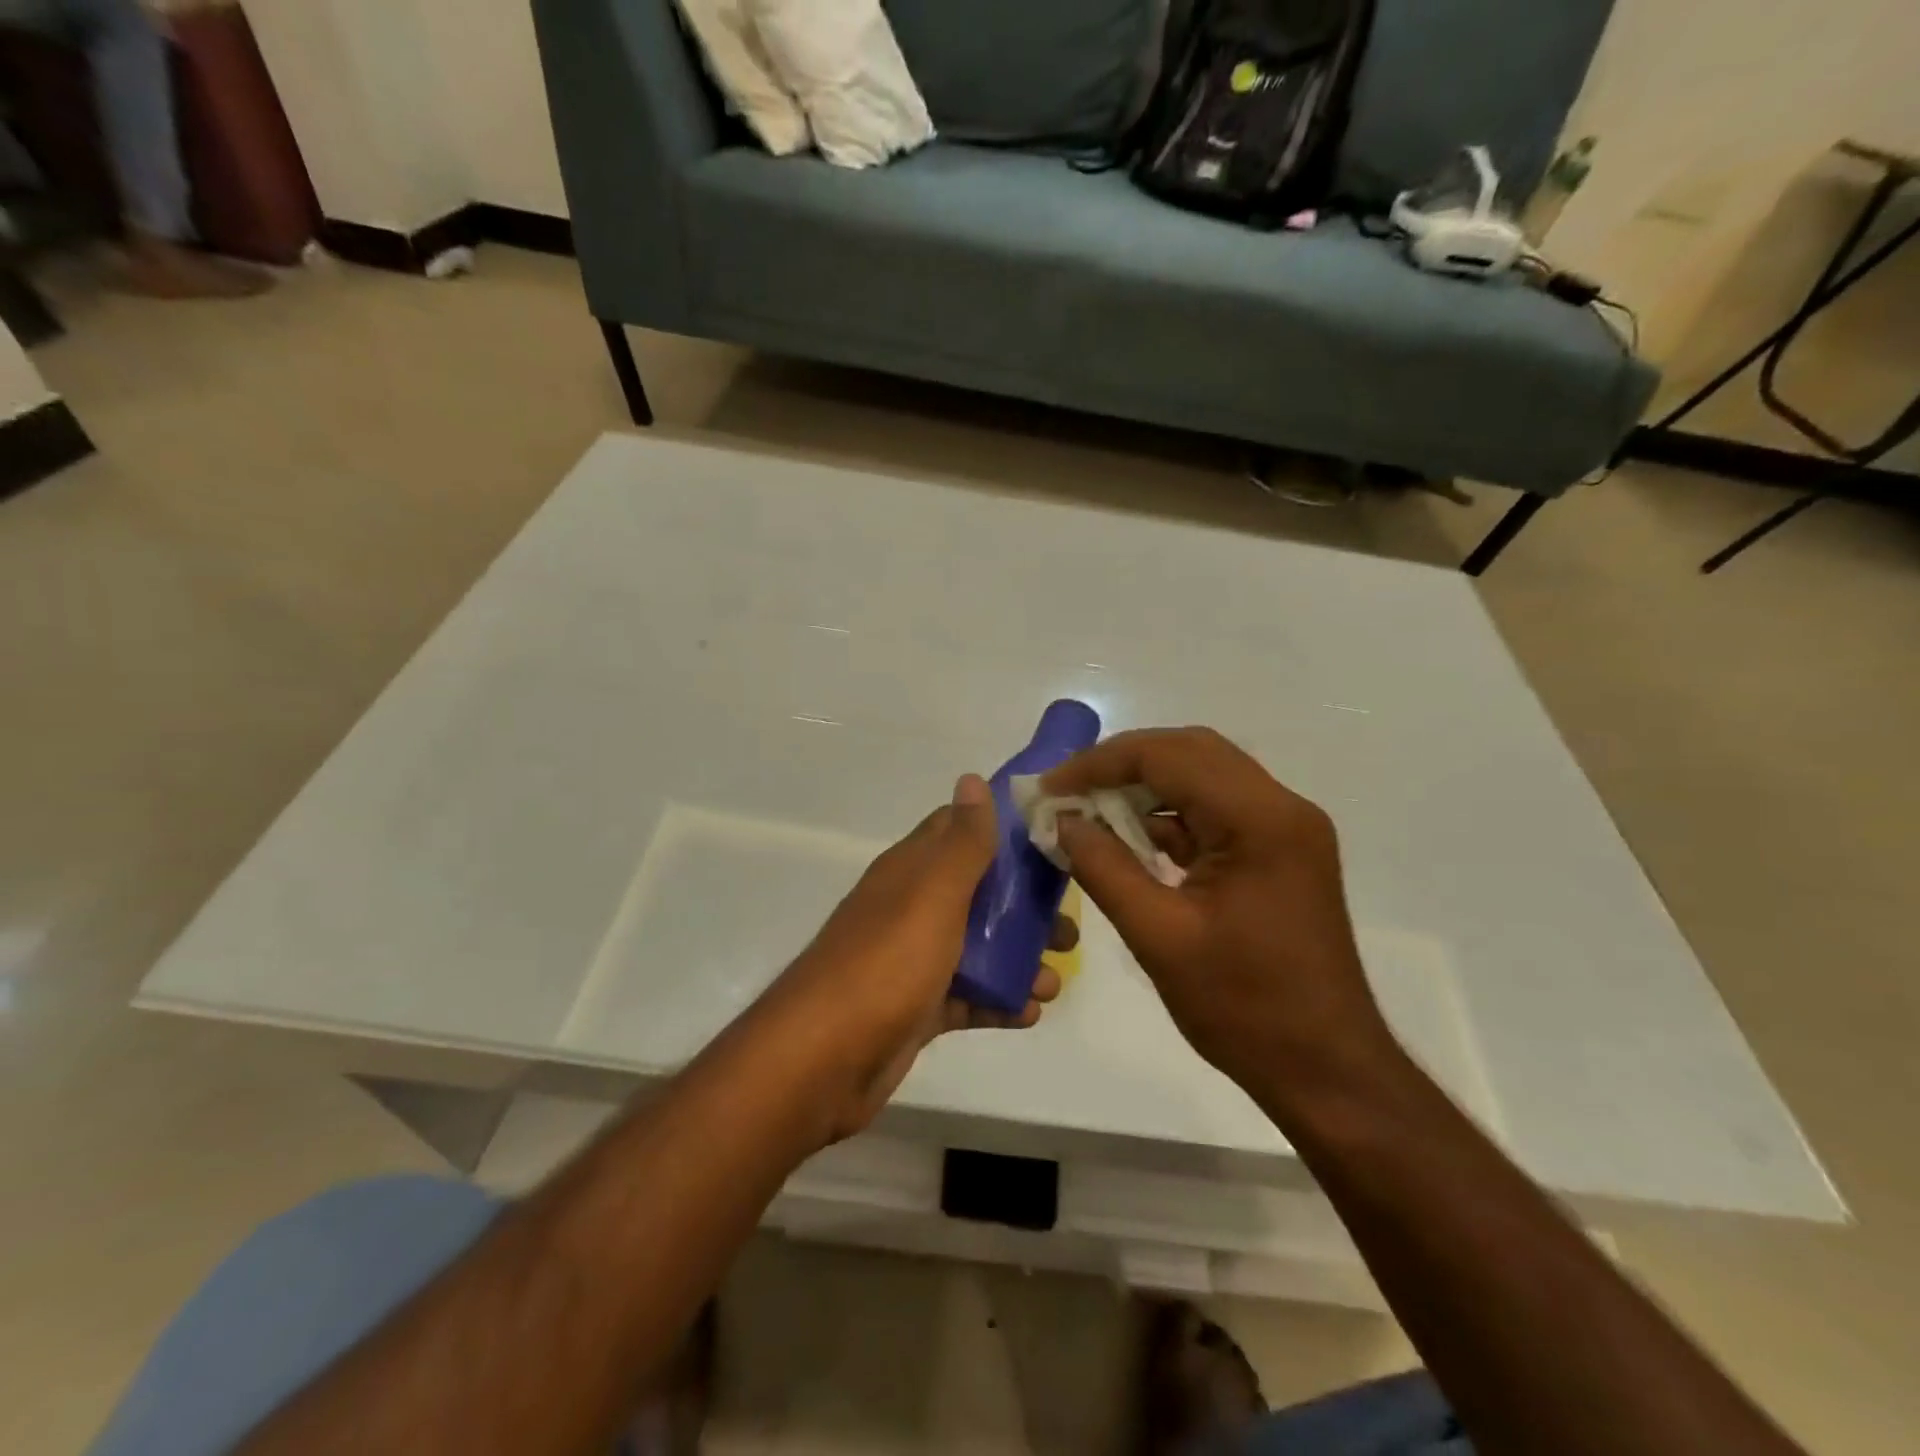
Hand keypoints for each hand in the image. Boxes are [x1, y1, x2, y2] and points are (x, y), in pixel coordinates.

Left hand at [764, 774, 1069, 1141]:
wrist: (823, 1060)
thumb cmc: (886, 964)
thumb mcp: (932, 894)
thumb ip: (961, 842)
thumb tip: (971, 778)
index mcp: (911, 871)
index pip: (958, 831)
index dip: (1004, 830)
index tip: (1053, 840)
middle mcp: (910, 907)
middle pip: (977, 893)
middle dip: (1024, 906)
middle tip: (1069, 926)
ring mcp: (911, 960)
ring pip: (976, 948)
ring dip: (1018, 958)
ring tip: (1056, 979)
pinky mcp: (915, 1008)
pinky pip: (966, 997)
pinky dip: (998, 1001)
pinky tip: (1030, 1013)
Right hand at [1042, 728, 1393, 1100]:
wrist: (1326, 1070)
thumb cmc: (1244, 1008)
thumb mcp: (1158, 937)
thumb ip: (1103, 868)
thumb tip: (1062, 821)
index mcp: (1260, 820)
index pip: (1169, 756)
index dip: (1100, 763)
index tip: (1051, 787)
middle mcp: (1281, 807)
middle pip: (1190, 752)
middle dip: (1122, 765)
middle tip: (1069, 791)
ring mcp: (1286, 828)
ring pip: (1204, 776)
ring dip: (1146, 787)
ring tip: (1090, 811)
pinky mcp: (1280, 852)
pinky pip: (1217, 811)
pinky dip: (1171, 816)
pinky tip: (1130, 840)